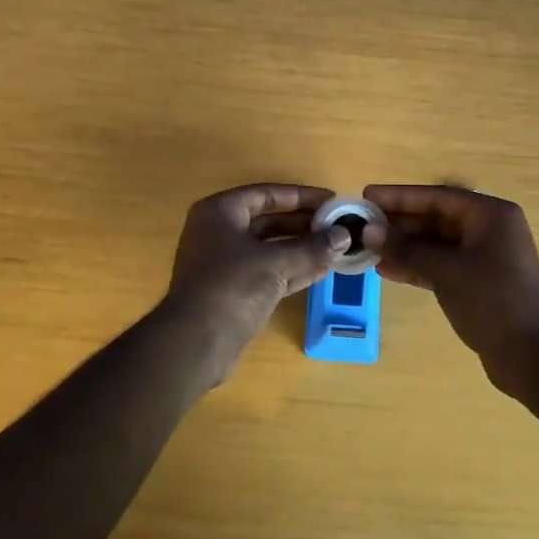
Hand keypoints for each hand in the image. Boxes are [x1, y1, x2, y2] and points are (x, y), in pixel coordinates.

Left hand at [165, 182, 355, 357]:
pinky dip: (294, 270)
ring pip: (271, 248)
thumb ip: (311, 247)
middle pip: (269, 220)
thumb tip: (344, 236)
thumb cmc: (231, 287)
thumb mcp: (275, 262)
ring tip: (337, 248)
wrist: (194, 344)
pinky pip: (269, 272)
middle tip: (338, 226)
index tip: (331, 200)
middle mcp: (220, 232)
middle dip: (304, 224)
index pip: (267, 194)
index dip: (301, 196)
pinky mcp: (234, 291)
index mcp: (220, 212)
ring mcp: (225, 264)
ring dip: (303, 248)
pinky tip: (323, 270)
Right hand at [365, 184, 538, 397]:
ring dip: (405, 246)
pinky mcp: (479, 282)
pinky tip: (387, 270)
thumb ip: (406, 248)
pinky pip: (442, 264)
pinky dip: (417, 266)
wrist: (533, 357)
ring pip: (437, 243)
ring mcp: (485, 257)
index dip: (400, 196)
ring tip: (369, 248)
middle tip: (362, 224)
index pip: (437, 196)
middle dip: (399, 223)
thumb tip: (369, 231)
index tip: (367, 195)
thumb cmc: (492, 301)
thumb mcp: (445, 270)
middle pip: (436, 218)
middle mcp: (489, 229)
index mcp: (490, 215)